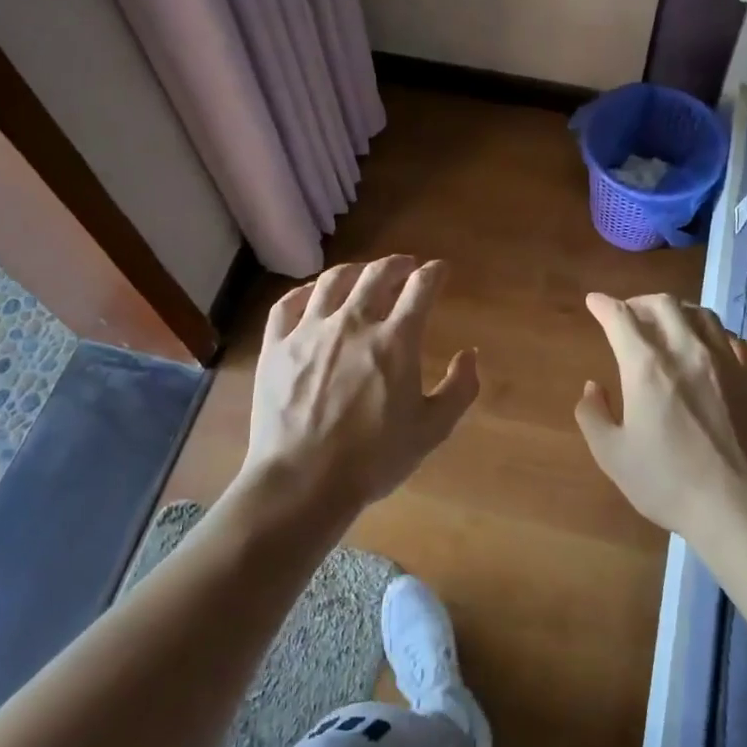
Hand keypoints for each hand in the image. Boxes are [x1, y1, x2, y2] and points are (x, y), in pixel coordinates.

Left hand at [242, 257, 479, 514]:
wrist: (303, 482)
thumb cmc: (373, 460)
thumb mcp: (432, 430)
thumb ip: (459, 388)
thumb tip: (470, 354)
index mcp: (395, 341)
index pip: (420, 288)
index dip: (434, 273)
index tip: (439, 270)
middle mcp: (353, 323)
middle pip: (376, 275)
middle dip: (397, 264)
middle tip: (405, 266)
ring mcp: (309, 332)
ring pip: (332, 281)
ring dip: (355, 271)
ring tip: (363, 273)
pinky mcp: (277, 347)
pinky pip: (288, 304)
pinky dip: (306, 291)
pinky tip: (313, 294)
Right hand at [575, 293, 746, 537]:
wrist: (741, 508)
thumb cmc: (669, 483)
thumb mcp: (612, 456)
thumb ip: (593, 415)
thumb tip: (592, 387)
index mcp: (647, 367)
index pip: (621, 318)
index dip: (604, 305)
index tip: (594, 302)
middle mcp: (687, 351)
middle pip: (664, 304)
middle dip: (640, 302)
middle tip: (629, 313)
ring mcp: (727, 362)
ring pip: (702, 314)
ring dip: (678, 311)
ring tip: (668, 324)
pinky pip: (734, 340)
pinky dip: (714, 335)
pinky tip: (711, 348)